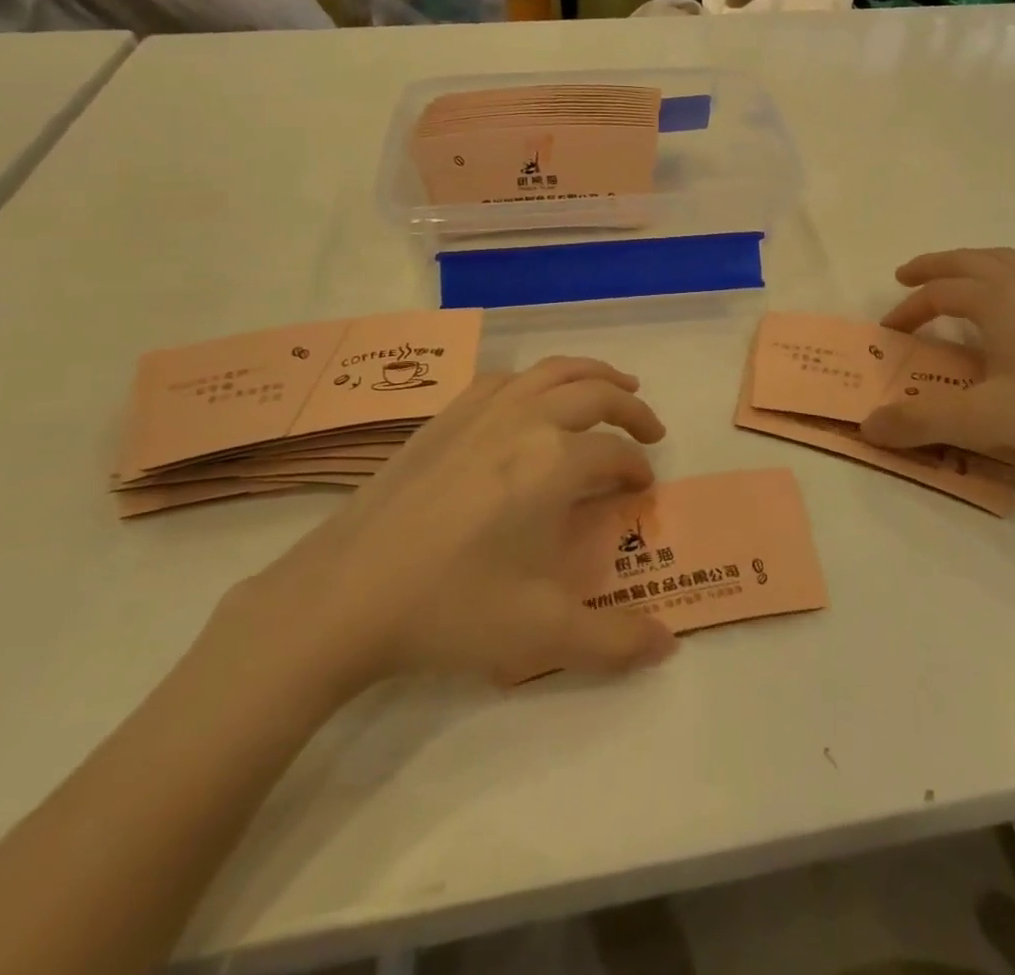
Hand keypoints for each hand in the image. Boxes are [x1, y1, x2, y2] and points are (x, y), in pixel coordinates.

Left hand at [228, 358, 677, 709]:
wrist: (346, 595)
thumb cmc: (450, 609)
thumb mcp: (542, 635)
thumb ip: (615, 640)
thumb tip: (668, 644)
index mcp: (555, 462)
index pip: (615, 453)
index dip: (637, 468)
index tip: (643, 488)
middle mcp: (525, 420)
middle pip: (595, 392)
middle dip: (632, 407)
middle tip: (651, 429)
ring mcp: (480, 412)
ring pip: (551, 371)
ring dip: (591, 374)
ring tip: (612, 384)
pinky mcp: (443, 418)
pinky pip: (503, 379)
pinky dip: (535, 379)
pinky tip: (532, 398)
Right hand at [860, 249, 1014, 482]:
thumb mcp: (985, 419)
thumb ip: (922, 421)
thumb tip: (868, 426)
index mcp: (999, 301)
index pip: (940, 292)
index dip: (908, 309)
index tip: (889, 334)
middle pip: (970, 260)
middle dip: (934, 266)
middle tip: (906, 276)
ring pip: (1003, 264)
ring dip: (968, 267)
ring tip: (951, 285)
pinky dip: (997, 282)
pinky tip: (1003, 318)